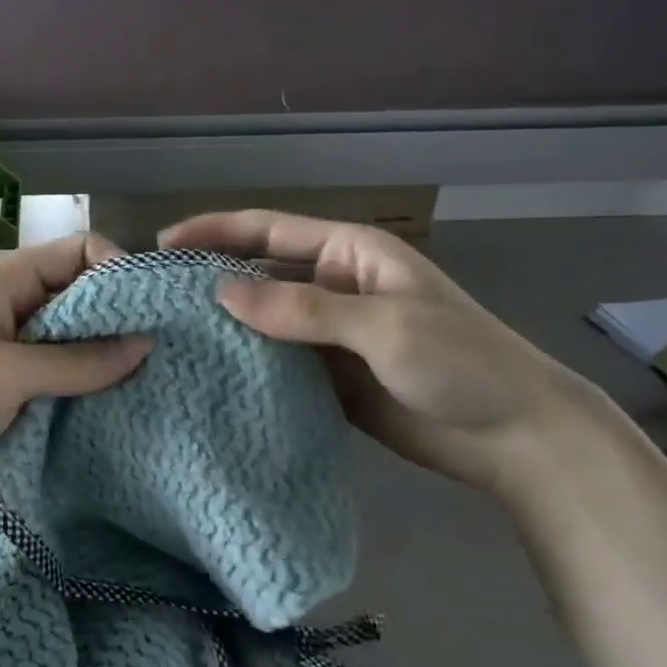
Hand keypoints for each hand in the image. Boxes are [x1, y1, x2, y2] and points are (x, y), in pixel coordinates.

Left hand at [0, 233, 153, 524]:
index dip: (118, 270)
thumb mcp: (0, 373)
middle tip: (172, 351)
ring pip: (86, 350)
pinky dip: (99, 398)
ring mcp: (24, 361)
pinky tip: (133, 413)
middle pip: (89, 302)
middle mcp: (21, 314)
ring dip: (116, 365)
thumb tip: (146, 344)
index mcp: (6, 284)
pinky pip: (74, 390)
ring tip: (163, 385)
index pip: (79, 252)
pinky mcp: (26, 402)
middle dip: (127, 322)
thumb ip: (75, 360)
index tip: (153, 310)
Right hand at [159, 211, 604, 495]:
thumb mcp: (383, 325)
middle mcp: (333, 286)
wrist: (514, 435)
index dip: (215, 231)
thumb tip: (221, 292)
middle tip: (152, 299)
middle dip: (210, 281)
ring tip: (166, 339)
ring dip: (224, 327)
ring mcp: (330, 335)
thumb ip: (303, 309)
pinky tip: (208, 376)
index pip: (269, 230)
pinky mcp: (329, 377)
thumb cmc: (460, 360)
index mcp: (349, 253)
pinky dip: (246, 366)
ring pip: (264, 321)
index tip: (163, 244)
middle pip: (260, 274)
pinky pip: (278, 363)